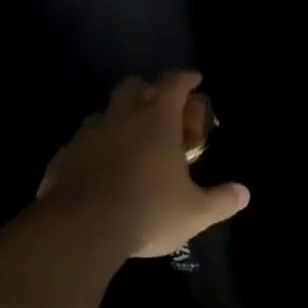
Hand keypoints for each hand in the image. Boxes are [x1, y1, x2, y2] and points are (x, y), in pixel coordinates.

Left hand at [38, 70, 250, 260]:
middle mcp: (121, 118)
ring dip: (116, 120)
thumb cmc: (148, 211)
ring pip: (102, 114)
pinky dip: (91, 150)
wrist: (81, 229)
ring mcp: (87, 135)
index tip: (194, 79)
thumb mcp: (195, 212)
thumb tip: (244, 193)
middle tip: (158, 105)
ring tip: (126, 140)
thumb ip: (221, 200)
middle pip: (132, 86)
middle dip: (146, 89)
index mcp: (157, 120)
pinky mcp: (62, 158)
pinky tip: (96, 171)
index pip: (174, 84)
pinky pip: (79, 145)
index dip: (185, 79)